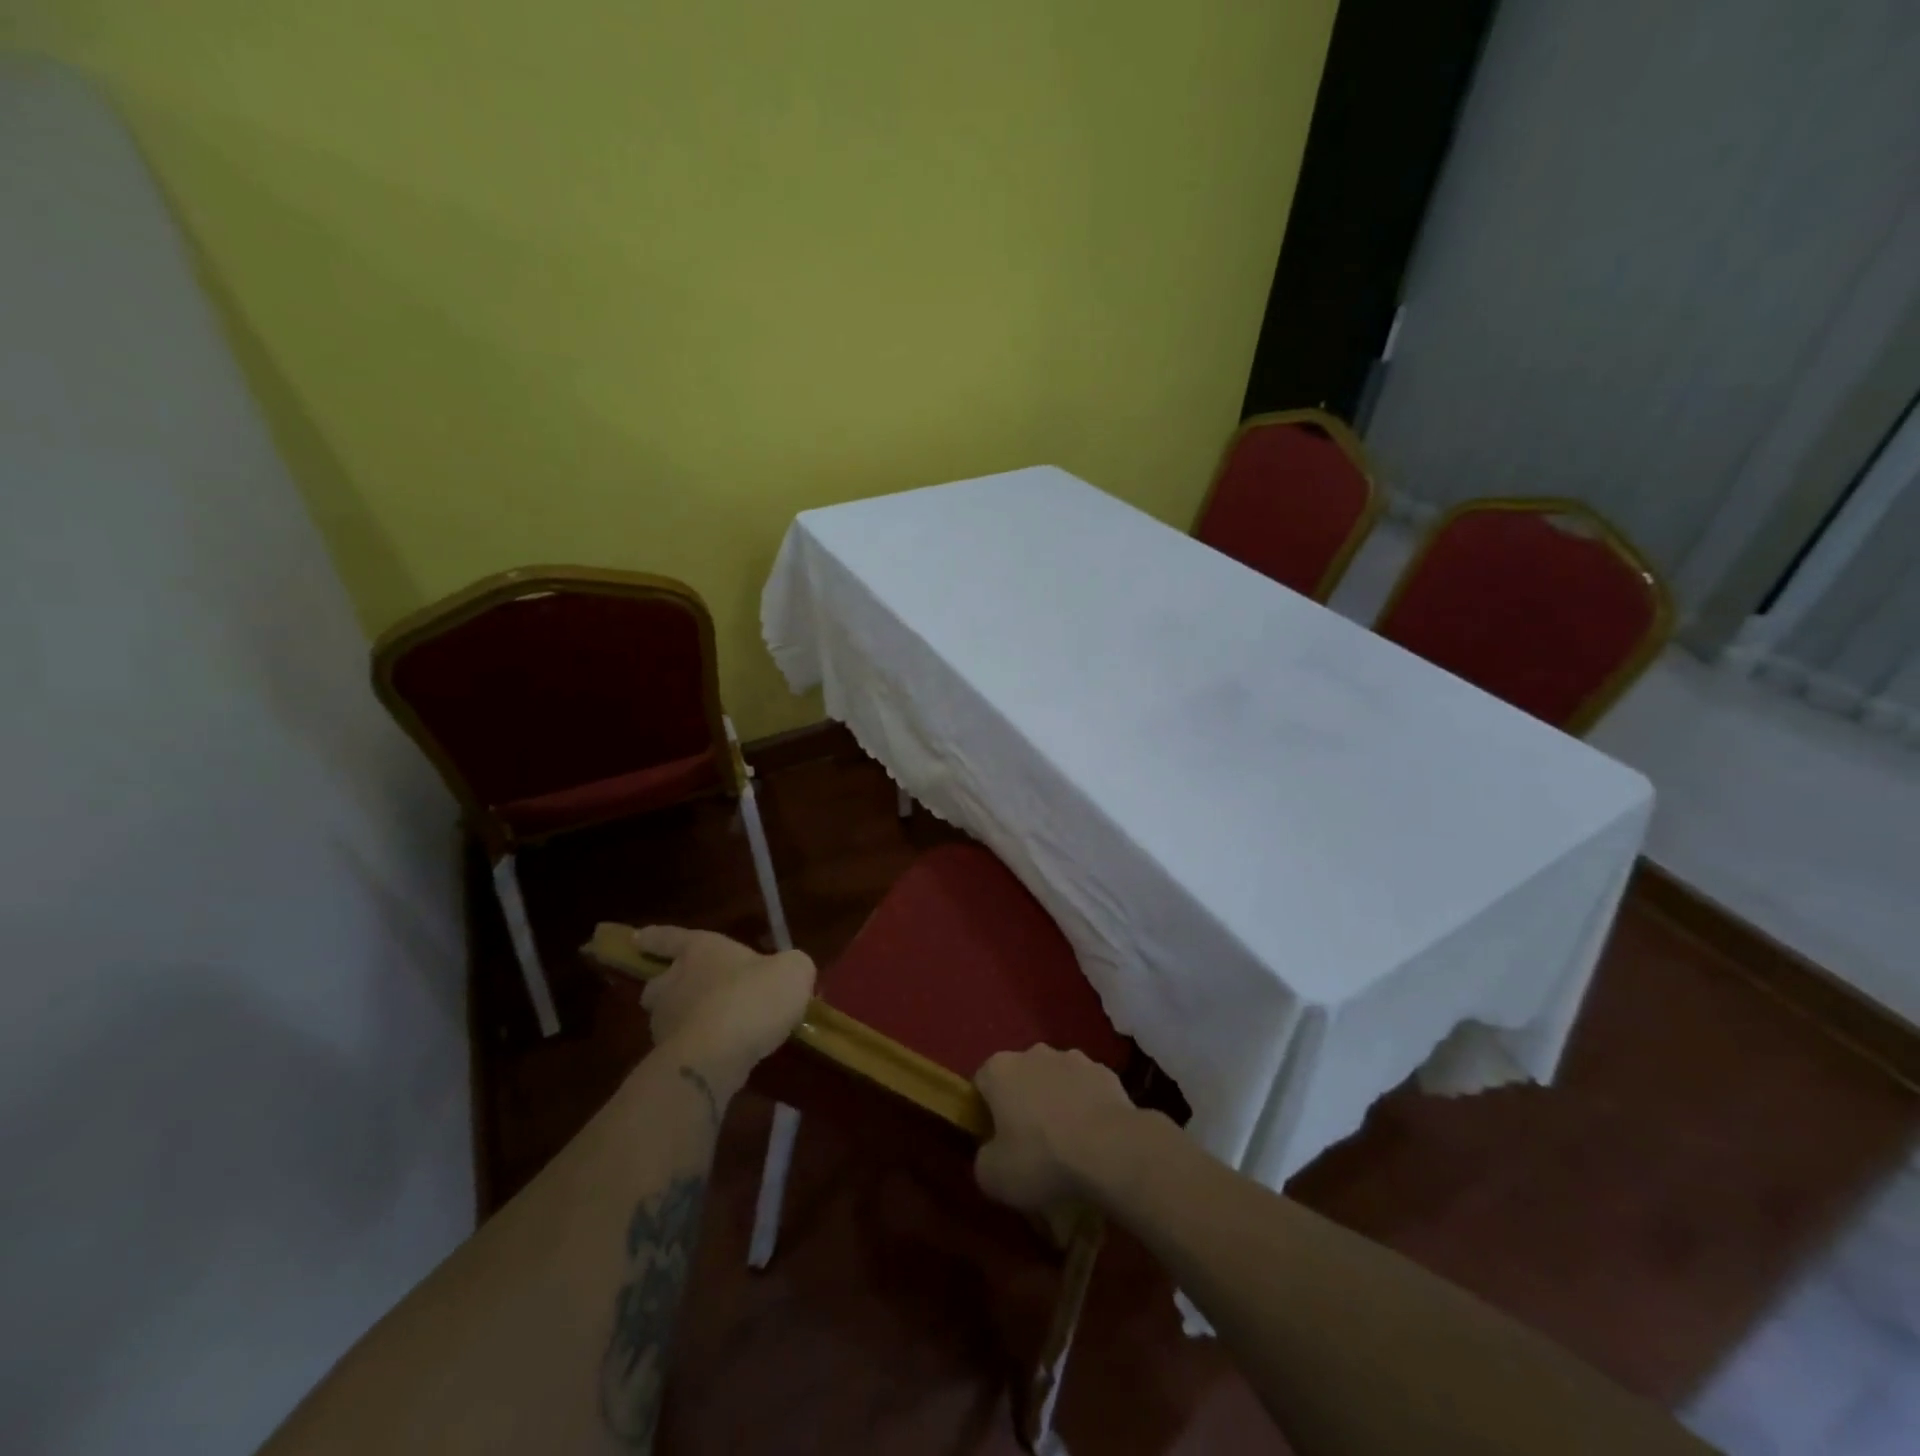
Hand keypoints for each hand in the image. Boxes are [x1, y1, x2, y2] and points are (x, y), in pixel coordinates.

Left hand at [630, 926, 814, 1093]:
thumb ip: (789, 967)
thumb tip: (787, 972)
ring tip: (717, 1029)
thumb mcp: (793, 970)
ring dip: (686, 1020)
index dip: (656, 937)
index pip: (671, 937)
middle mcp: (674, 982)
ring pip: (668, 1017)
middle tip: (687, 992)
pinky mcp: (670, 1060)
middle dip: (668, 986)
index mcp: (699, 950)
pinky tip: (724, 1056)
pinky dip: (699, 1049)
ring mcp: (667, 1024)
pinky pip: (684, 1048)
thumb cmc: (753, 996)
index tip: (637, 938)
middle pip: (659, 982)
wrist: (720, 1055)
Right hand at [973, 1046, 1142, 1212]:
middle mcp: (1033, 1053)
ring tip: (1068, 1144)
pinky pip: (1087, 1089)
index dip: (985, 1112)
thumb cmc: (1041, 1159)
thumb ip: (983, 1160)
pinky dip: (1087, 1107)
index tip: (995, 1142)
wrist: (1110, 1151)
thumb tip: (991, 1154)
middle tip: (1031, 1145)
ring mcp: (1073, 1059)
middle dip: (1023, 1104)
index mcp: (1000, 1070)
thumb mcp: (993, 1177)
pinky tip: (1095, 1139)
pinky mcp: (1105, 1072)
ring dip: (1057, 1102)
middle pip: (1020, 1078)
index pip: (981, 1084)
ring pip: (1056, 1080)